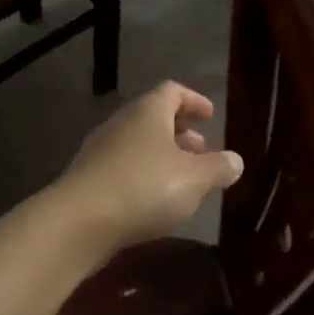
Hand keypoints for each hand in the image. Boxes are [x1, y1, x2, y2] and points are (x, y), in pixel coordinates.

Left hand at [53, 81, 243, 253]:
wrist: (78, 223)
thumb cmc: (144, 188)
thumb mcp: (194, 179)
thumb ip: (218, 167)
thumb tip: (235, 160)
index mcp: (148, 111)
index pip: (173, 91)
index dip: (194, 100)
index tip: (210, 115)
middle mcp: (122, 122)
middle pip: (154, 117)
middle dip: (180, 131)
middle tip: (201, 150)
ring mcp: (100, 150)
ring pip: (138, 143)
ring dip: (162, 155)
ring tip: (182, 179)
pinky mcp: (88, 178)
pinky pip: (123, 167)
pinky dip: (143, 174)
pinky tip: (154, 200)